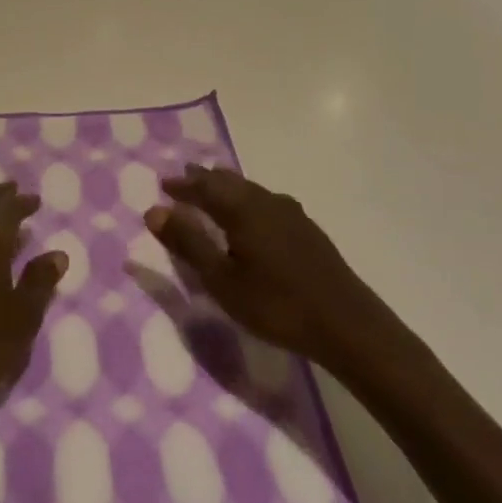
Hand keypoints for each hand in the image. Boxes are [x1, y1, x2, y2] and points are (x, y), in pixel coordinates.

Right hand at [144, 165, 394, 364]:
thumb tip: (154, 210)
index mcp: (242, 209)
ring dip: (228, 188)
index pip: (205, 187)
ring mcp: (292, 214)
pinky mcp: (308, 231)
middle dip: (205, 180)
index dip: (183, 185)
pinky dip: (249, 201)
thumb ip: (188, 243)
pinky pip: (268, 202)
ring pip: (252, 190)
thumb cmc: (275, 304)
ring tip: (215, 190)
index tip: (164, 185)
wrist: (347, 325)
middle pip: (230, 182)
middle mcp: (266, 202)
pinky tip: (255, 216)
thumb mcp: (221, 280)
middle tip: (186, 177)